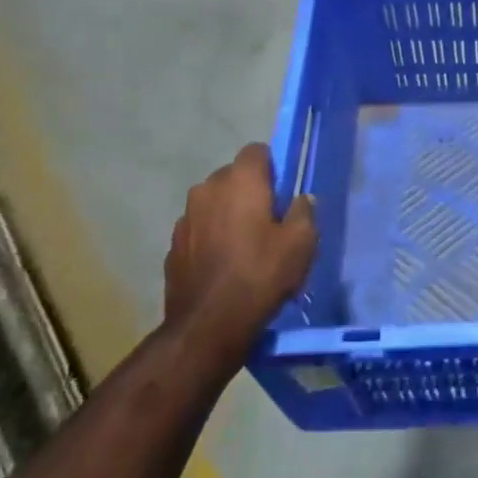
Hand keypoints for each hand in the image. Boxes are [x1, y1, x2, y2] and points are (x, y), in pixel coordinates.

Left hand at [164, 144, 317, 349]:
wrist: (208, 326)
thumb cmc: (260, 275)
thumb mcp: (301, 243)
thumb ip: (304, 211)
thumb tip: (300, 199)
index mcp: (240, 180)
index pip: (257, 151)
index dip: (273, 168)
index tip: (283, 194)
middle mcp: (207, 189)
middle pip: (233, 177)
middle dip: (250, 191)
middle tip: (269, 221)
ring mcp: (185, 217)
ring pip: (214, 203)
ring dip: (228, 214)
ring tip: (245, 246)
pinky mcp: (173, 245)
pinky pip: (199, 229)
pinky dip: (211, 238)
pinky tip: (224, 265)